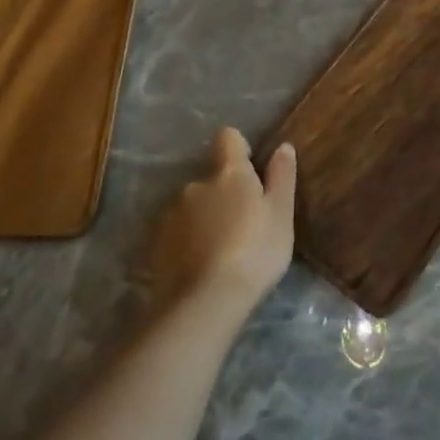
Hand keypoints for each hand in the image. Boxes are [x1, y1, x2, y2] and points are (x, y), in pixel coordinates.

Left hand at [148, 127, 296, 317]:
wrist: (206, 301)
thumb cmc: (255, 251)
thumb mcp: (281, 214)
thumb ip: (282, 176)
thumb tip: (283, 146)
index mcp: (229, 173)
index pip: (228, 138)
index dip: (239, 148)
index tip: (251, 169)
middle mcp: (196, 184)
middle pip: (211, 177)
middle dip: (223, 193)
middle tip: (242, 224)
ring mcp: (172, 214)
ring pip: (193, 206)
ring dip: (205, 218)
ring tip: (220, 250)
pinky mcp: (157, 244)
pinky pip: (177, 233)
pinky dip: (187, 242)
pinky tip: (200, 266)